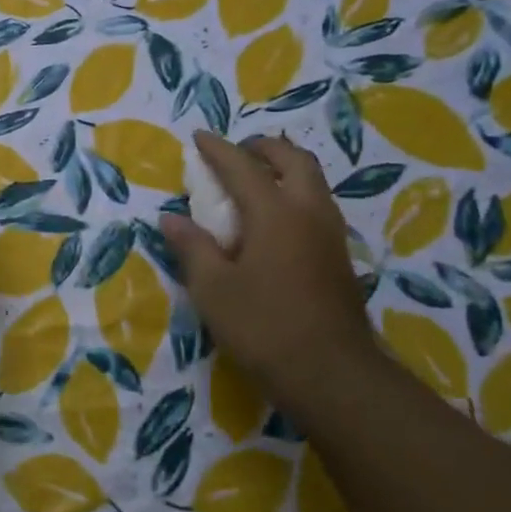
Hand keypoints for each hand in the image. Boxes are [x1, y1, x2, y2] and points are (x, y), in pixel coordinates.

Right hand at [160, 132, 375, 415]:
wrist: (331, 374)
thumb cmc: (263, 326)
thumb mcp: (212, 288)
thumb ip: (192, 247)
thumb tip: (171, 219)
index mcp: (275, 213)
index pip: (242, 167)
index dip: (218, 149)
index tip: (199, 137)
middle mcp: (309, 212)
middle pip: (293, 160)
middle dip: (263, 148)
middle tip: (237, 153)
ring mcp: (330, 234)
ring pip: (312, 181)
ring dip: (284, 169)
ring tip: (255, 181)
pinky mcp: (339, 257)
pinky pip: (317, 205)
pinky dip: (294, 194)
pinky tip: (276, 220)